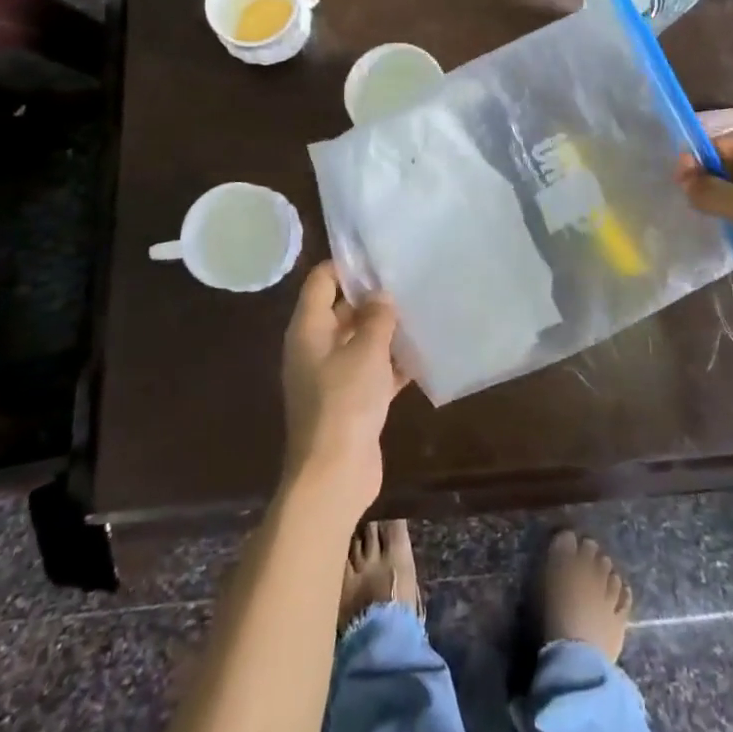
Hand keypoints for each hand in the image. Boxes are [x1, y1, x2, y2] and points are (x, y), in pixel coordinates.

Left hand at [280, 261, 408, 522]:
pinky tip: (423, 354)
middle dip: (373, 298)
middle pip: (342, 310)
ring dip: (386, 331)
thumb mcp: (366, 351)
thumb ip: (376, 318)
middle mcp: (315, 348)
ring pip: (360, 341)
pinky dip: (392, 363)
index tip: (380, 255)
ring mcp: (332, 377)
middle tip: (409, 281)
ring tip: (421, 310)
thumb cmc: (345, 403)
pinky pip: (372, 371)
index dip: (347, 265)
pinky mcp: (350, 402)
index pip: (321, 281)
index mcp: (308, 330)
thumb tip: (381, 296)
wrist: (333, 476)